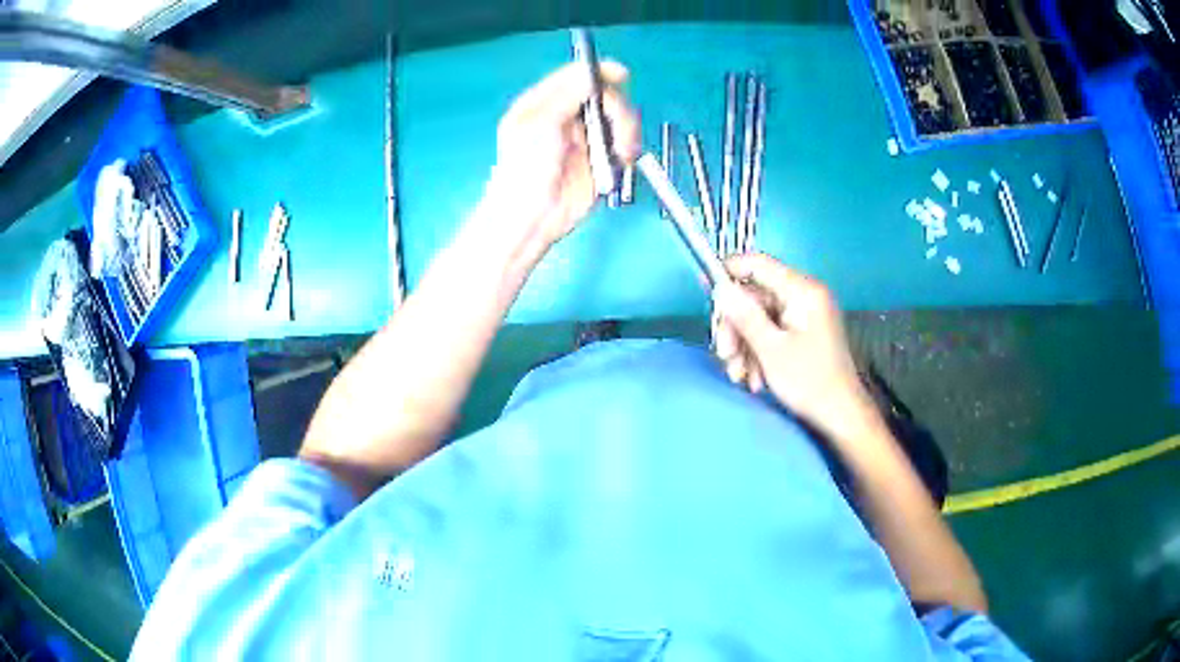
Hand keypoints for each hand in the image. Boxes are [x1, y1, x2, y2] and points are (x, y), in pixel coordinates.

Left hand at [482, 61, 640, 257]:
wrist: (534, 215)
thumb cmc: (527, 168)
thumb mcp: (542, 123)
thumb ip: (569, 94)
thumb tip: (593, 71)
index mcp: (545, 103)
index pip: (576, 76)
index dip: (600, 72)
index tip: (621, 75)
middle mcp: (567, 116)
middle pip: (605, 95)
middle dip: (618, 109)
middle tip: (618, 128)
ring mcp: (585, 137)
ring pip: (619, 118)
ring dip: (627, 131)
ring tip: (622, 151)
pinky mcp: (601, 158)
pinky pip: (624, 143)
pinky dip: (628, 149)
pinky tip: (621, 159)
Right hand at [711, 254, 883, 445]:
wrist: (840, 415)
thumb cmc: (809, 381)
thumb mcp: (771, 350)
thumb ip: (744, 315)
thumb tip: (719, 288)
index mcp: (802, 291)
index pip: (758, 264)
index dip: (728, 272)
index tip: (705, 290)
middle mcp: (804, 295)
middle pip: (754, 297)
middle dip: (735, 327)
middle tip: (724, 355)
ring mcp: (804, 314)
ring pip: (758, 318)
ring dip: (743, 346)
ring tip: (739, 375)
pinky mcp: (802, 332)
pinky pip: (770, 331)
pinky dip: (757, 352)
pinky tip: (754, 378)